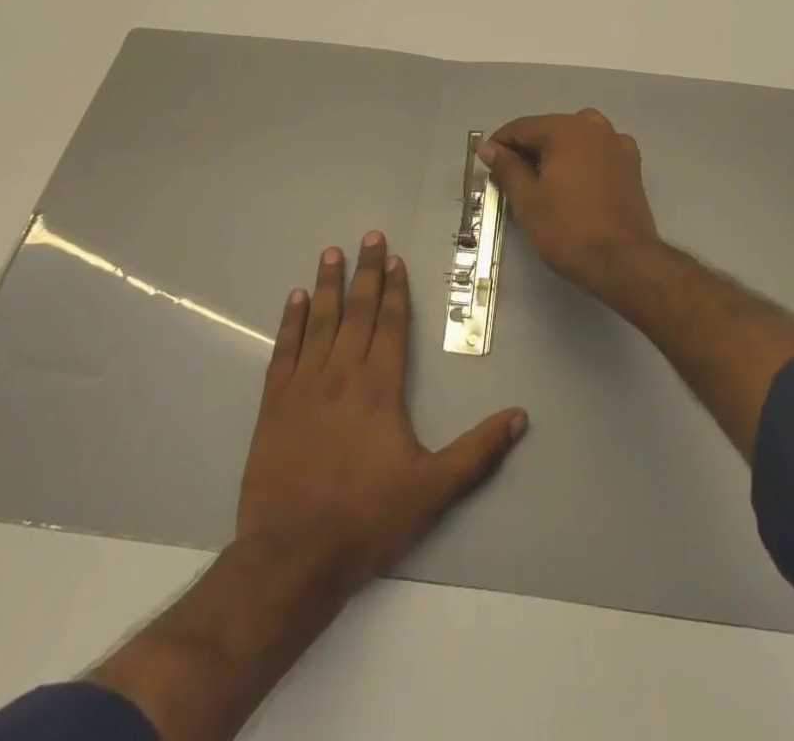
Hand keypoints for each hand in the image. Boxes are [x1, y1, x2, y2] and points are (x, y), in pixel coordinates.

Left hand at [237, 233, 527, 598]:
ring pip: (320, 321)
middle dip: (366, 272)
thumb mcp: (433, 490)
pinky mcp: (274, 404)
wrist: (292, 557)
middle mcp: (342, 374)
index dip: (394, 290)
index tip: (395, 260)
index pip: (390, 325)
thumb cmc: (367, 520)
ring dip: (328, 285)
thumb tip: (519, 416)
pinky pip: (284, 350)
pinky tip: (295, 299)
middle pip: (357, 311)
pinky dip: (291, 321)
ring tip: (332, 253)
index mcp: (380, 388)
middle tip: (369, 237)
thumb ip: (478, 451)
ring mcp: (304, 386)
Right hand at [479, 110, 662, 293]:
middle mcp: (594, 127)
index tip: (487, 164)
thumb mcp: (527, 199)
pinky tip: (576, 183)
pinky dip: (582, 160)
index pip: (522, 128)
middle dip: (529, 149)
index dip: (500, 144)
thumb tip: (488, 148)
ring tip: (543, 182)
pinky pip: (598, 152)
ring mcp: (617, 144)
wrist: (623, 261)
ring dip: (557, 153)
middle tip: (512, 179)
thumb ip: (507, 167)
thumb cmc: (567, 229)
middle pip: (550, 130)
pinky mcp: (632, 165)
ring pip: (576, 138)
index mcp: (566, 129)